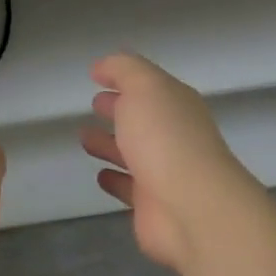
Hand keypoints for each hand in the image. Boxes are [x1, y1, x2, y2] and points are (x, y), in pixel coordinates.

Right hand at [80, 53, 262, 270]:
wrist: (192, 209)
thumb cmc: (165, 139)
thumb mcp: (144, 87)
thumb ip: (123, 70)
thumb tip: (103, 65)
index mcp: (175, 105)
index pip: (148, 85)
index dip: (123, 77)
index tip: (96, 74)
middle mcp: (174, 136)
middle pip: (142, 118)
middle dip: (119, 109)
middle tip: (94, 104)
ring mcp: (165, 172)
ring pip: (132, 152)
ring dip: (110, 144)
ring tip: (84, 137)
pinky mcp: (152, 205)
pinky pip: (129, 187)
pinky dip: (115, 179)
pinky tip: (100, 175)